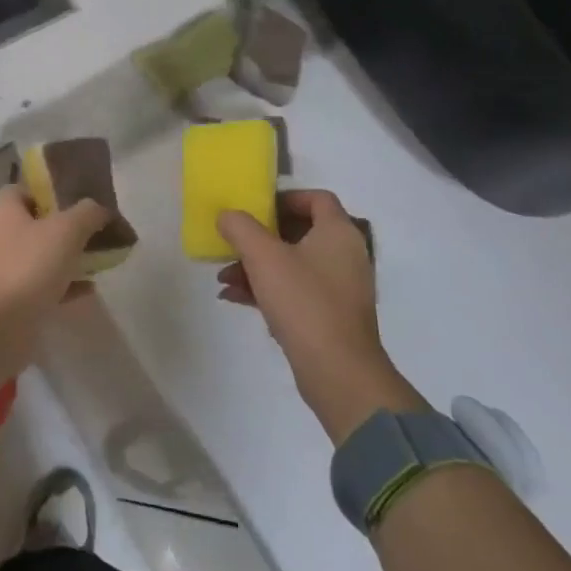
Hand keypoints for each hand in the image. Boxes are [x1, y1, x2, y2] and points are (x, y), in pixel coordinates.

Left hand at [0, 185, 109, 393]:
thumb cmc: (30, 266)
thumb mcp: (67, 231)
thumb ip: (88, 213)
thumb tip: (100, 209)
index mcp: (2, 209)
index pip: (27, 189)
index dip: (54, 193)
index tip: (82, 204)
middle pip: (36, 222)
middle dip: (66, 228)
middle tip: (95, 234)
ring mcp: (1, 267)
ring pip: (40, 254)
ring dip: (67, 257)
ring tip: (97, 261)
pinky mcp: (8, 296)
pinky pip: (40, 283)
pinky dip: (62, 283)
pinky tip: (88, 289)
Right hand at [217, 191, 425, 444]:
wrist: (338, 372)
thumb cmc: (303, 302)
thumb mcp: (263, 256)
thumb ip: (240, 227)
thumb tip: (227, 215)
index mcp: (338, 233)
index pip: (317, 198)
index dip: (285, 198)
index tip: (255, 207)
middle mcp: (345, 255)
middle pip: (300, 231)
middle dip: (260, 237)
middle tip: (233, 242)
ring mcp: (340, 288)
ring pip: (293, 264)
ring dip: (257, 266)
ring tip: (225, 277)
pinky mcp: (330, 316)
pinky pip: (295, 290)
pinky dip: (267, 289)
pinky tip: (234, 297)